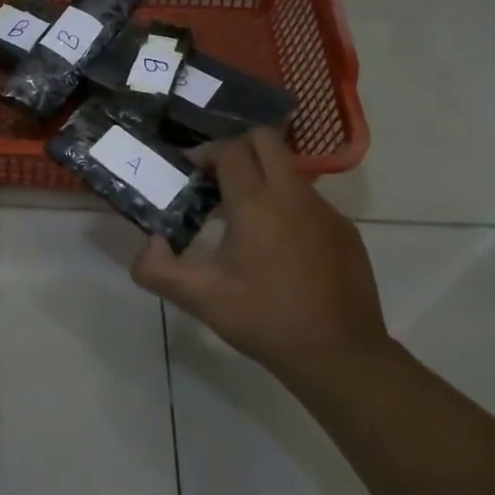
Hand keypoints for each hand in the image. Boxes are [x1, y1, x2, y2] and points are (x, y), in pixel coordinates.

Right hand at [131, 128, 386, 378]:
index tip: (191, 175)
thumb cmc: (265, 320)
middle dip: (237, 149)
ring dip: (262, 176)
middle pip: (265, 139)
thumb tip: (149, 243)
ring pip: (289, 168)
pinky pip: (309, 198)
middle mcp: (293, 195)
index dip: (206, 154)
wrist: (340, 355)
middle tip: (216, 181)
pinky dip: (287, 204)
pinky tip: (278, 245)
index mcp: (256, 204)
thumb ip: (158, 269)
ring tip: (242, 216)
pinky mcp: (344, 229)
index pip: (230, 150)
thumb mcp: (200, 299)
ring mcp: (324, 210)